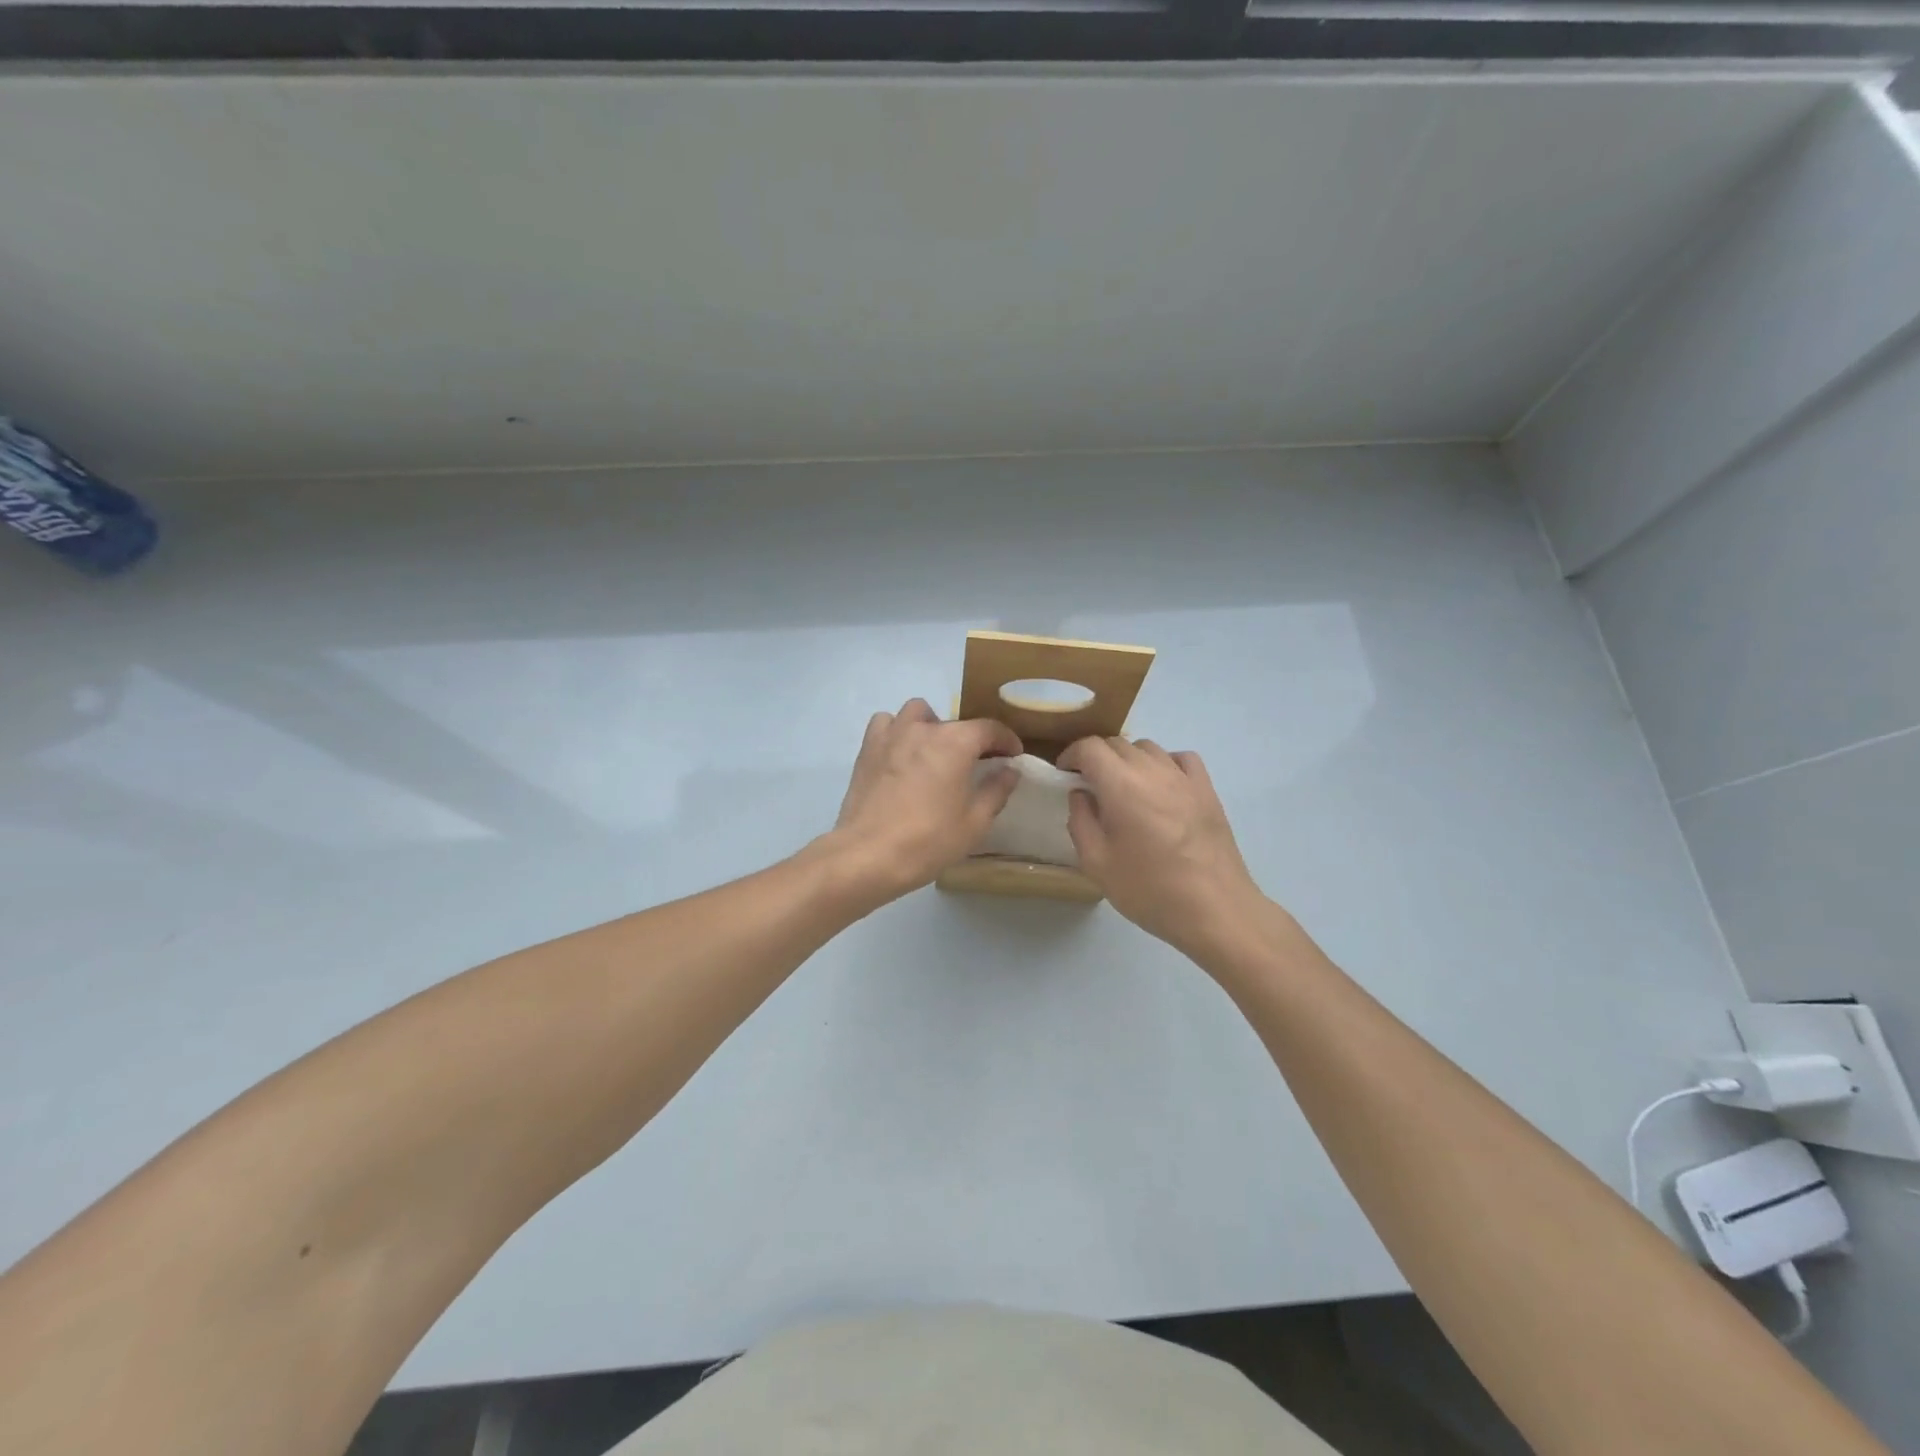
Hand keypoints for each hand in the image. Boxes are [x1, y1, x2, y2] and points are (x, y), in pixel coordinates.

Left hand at [828, 699, 1022, 901]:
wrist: (868, 854)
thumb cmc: (928, 840)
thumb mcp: (975, 822)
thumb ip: (996, 790)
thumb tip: (1009, 770)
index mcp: (956, 742)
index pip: (990, 729)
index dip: (1006, 740)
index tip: (1013, 755)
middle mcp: (924, 728)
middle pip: (955, 723)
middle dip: (971, 740)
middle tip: (975, 765)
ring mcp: (892, 734)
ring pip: (917, 713)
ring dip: (932, 726)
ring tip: (935, 752)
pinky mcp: (868, 748)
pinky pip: (886, 724)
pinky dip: (897, 731)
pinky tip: (901, 754)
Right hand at [1057, 737, 1266, 959]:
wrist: (1215, 909)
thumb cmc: (1149, 889)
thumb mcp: (1097, 864)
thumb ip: (1081, 822)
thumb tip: (1081, 795)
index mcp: (1121, 785)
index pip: (1090, 747)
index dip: (1072, 755)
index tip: (1064, 774)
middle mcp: (1153, 770)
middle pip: (1118, 744)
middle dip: (1097, 758)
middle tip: (1090, 786)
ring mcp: (1184, 778)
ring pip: (1149, 748)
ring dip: (1129, 759)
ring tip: (1124, 788)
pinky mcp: (1207, 790)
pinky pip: (1181, 759)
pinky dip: (1164, 763)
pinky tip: (1162, 787)